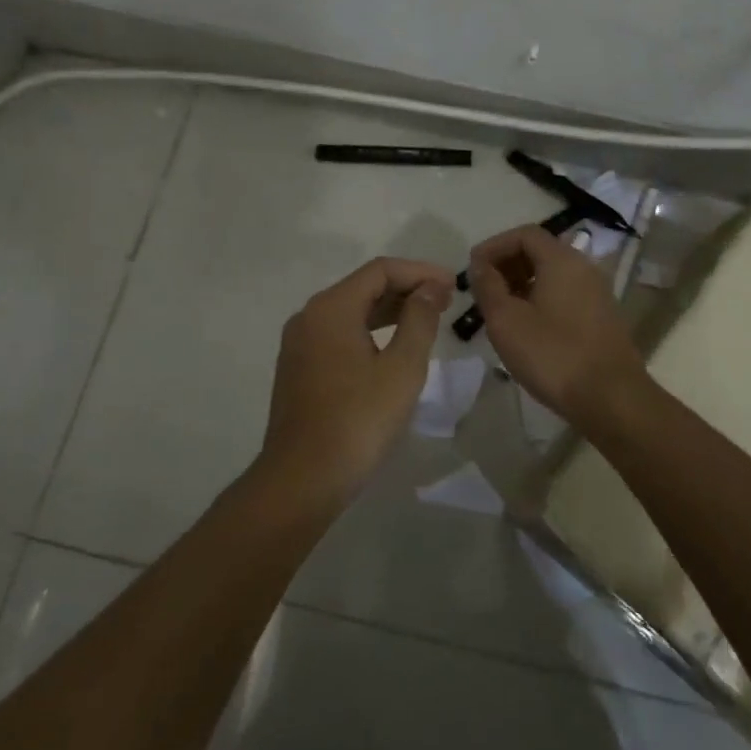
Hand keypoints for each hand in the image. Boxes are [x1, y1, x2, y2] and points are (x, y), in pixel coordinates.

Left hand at [257, 256, 453, 509]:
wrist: (302, 479)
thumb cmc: (358, 420)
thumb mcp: (401, 368)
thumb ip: (419, 320)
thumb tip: (429, 288)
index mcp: (331, 308)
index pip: (380, 270)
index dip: (419, 272)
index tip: (451, 285)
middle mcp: (309, 316)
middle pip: (363, 287)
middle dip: (406, 289)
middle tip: (445, 303)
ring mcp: (299, 343)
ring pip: (351, 311)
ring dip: (389, 311)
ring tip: (426, 321)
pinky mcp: (298, 367)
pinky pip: (339, 334)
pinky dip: (369, 331)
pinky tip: (393, 347)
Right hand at [467, 224, 647, 423]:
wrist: (611, 399)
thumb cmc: (553, 355)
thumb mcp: (506, 321)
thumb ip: (488, 287)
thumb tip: (479, 265)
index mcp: (561, 260)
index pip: (524, 234)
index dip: (494, 246)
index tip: (472, 268)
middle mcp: (583, 268)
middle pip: (540, 251)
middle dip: (507, 264)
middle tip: (482, 289)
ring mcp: (596, 293)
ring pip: (552, 274)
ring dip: (522, 283)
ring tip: (499, 310)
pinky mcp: (601, 317)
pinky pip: (565, 294)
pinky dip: (540, 299)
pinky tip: (525, 327)